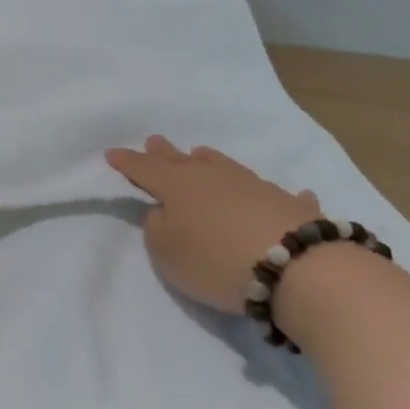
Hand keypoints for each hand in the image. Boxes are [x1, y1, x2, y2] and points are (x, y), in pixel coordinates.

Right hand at [104, 138, 319, 313]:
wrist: (297, 268)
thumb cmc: (216, 260)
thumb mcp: (167, 252)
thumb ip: (158, 228)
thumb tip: (165, 212)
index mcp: (177, 187)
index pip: (145, 169)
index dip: (127, 162)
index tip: (112, 153)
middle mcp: (213, 178)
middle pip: (183, 161)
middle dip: (165, 152)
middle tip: (154, 140)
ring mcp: (255, 187)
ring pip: (225, 167)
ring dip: (210, 161)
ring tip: (201, 153)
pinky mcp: (290, 206)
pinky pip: (277, 195)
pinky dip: (274, 195)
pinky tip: (291, 192)